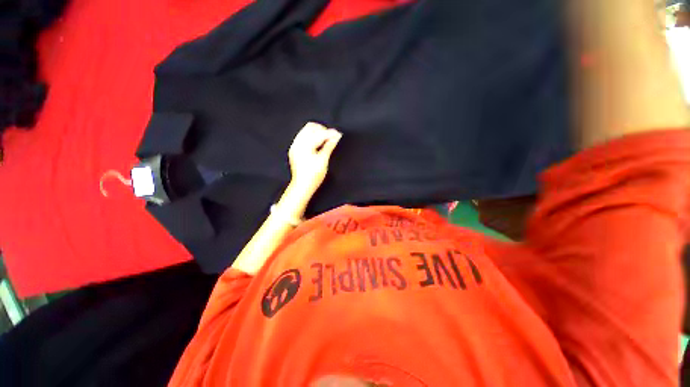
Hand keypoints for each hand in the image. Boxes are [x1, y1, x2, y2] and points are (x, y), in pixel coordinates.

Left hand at [288, 122, 341, 195]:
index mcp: (305, 145)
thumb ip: (329, 146)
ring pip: (306, 131)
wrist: (302, 186)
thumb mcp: (323, 161)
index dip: (330, 133)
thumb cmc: (313, 176)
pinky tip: (318, 144)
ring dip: (317, 132)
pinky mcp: (294, 150)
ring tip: (326, 140)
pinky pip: (303, 137)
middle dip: (322, 130)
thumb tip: (336, 137)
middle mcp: (298, 143)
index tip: (339, 135)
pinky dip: (311, 137)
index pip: (319, 134)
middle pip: (310, 127)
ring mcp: (295, 146)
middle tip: (332, 137)